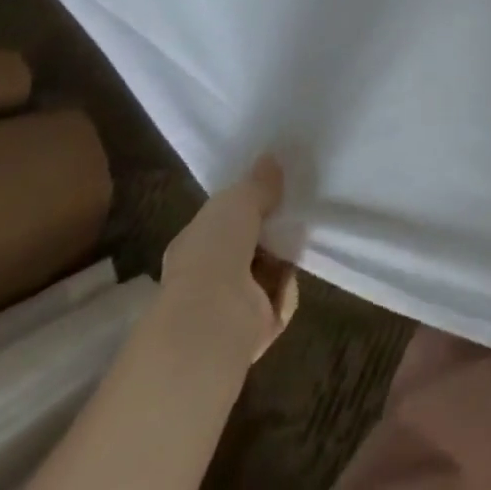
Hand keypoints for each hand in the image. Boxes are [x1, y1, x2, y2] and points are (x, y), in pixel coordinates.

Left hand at [160, 154, 298, 362]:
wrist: (212, 321)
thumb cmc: (216, 251)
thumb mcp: (238, 200)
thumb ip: (258, 183)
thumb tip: (270, 160)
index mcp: (193, 243)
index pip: (222, 220)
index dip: (246, 206)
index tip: (272, 191)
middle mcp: (206, 275)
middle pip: (248, 245)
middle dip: (271, 232)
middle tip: (291, 214)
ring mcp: (227, 305)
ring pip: (266, 272)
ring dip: (283, 260)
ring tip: (296, 242)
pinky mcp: (252, 329)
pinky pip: (278, 300)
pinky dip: (286, 291)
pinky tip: (287, 280)